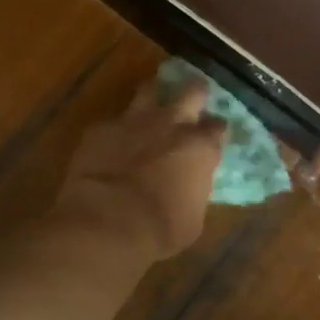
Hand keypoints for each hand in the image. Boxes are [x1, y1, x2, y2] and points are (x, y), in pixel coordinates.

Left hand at [53, 75, 226, 260]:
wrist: (107, 223)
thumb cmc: (160, 229)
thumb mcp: (192, 218)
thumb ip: (194, 192)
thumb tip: (190, 188)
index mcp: (200, 148)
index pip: (218, 127)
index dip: (215, 131)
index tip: (212, 137)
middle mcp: (173, 124)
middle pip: (193, 91)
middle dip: (196, 92)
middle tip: (194, 98)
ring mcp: (135, 121)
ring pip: (149, 90)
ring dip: (153, 96)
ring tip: (151, 105)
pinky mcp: (101, 128)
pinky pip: (113, 120)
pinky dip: (116, 130)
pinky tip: (111, 142)